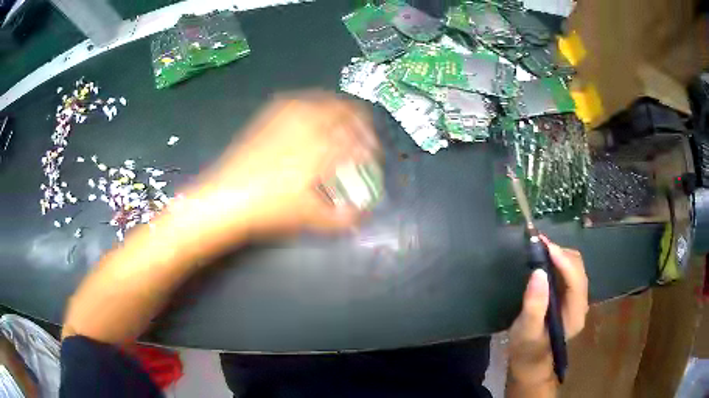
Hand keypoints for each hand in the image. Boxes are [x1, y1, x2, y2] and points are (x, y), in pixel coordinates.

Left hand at [171, 92, 379, 256]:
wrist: (225, 197)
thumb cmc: (270, 208)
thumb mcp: (310, 217)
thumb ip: (343, 217)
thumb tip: (362, 214)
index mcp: (323, 145)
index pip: (360, 137)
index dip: (370, 146)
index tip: (371, 156)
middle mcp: (309, 121)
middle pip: (347, 110)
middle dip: (359, 124)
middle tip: (359, 140)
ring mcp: (287, 113)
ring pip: (325, 100)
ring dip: (339, 113)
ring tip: (339, 130)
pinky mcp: (271, 114)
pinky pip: (302, 102)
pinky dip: (315, 108)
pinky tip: (311, 122)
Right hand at [507, 237, 588, 384]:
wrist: (530, 360)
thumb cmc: (527, 348)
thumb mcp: (526, 331)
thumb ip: (534, 305)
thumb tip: (539, 272)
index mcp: (575, 314)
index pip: (576, 281)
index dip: (563, 261)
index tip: (545, 245)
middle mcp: (581, 303)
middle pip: (578, 269)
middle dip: (561, 253)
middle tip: (538, 244)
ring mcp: (576, 298)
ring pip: (574, 267)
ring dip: (559, 254)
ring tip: (539, 247)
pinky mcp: (569, 295)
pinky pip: (567, 270)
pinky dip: (557, 260)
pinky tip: (544, 257)